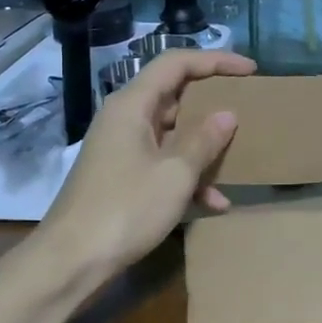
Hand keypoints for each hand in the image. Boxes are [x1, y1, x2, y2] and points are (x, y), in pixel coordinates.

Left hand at [35, 49, 253, 276]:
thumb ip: (204, 140)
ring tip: (239, 158)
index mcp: (132, 105)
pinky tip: (214, 203)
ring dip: (204, 146)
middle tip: (248, 108)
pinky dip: (188, 175)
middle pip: (175, 94)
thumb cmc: (125, 209)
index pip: (176, 63)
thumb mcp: (175, 173)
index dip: (216, 60)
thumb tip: (227, 115)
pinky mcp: (123, 175)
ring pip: (172, 132)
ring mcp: (122, 148)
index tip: (251, 70)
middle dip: (213, 103)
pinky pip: (163, 161)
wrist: (70, 262)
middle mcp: (125, 118)